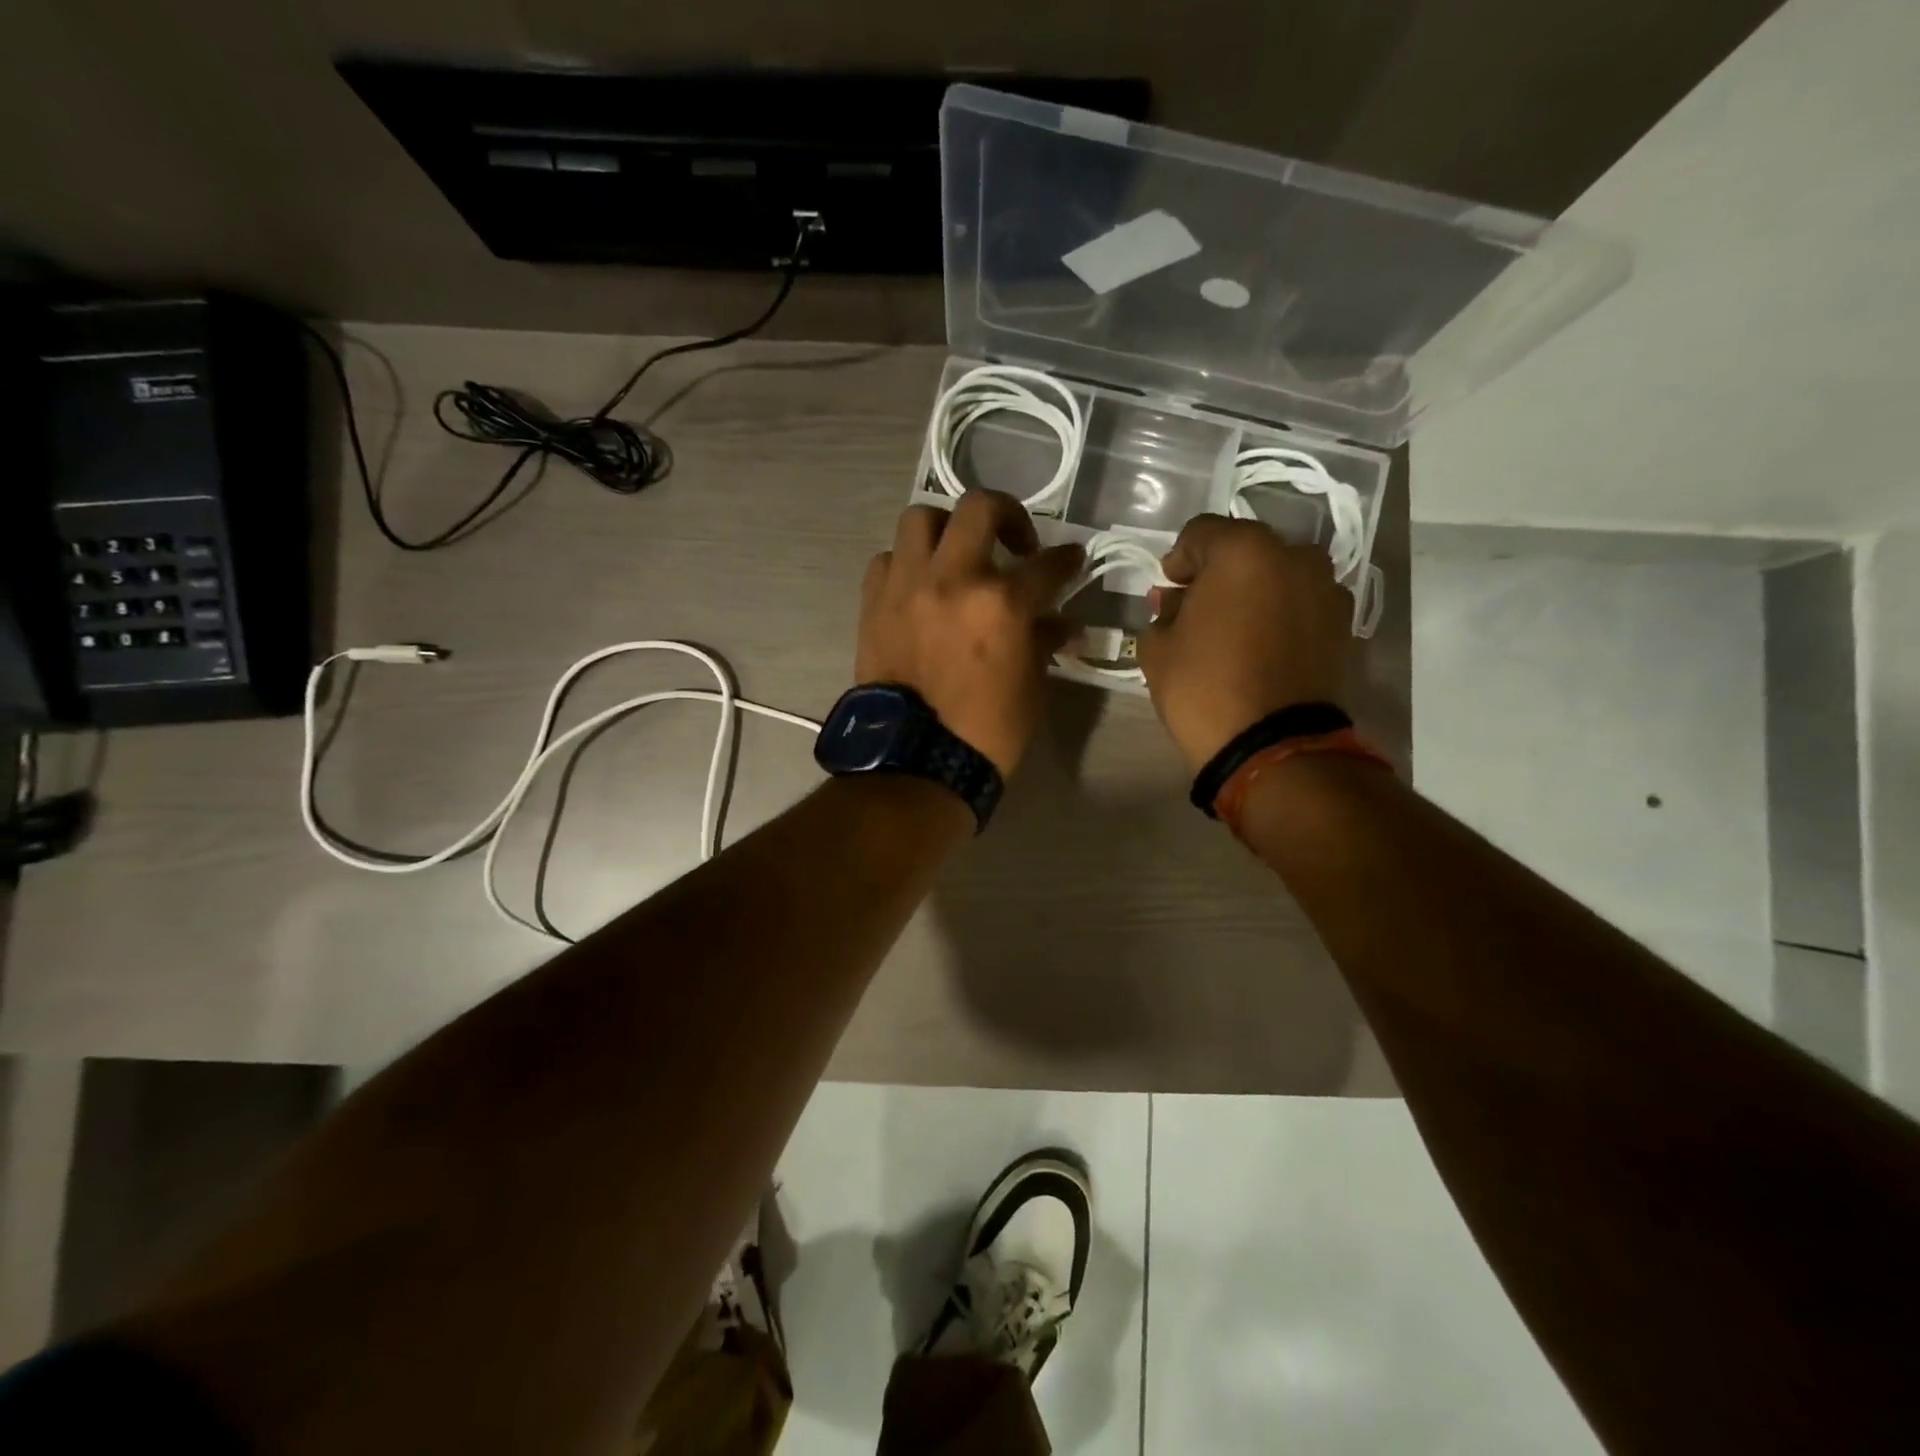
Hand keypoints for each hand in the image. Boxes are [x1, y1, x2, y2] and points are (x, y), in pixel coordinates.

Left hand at [858, 492, 1084, 775]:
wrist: (915, 762)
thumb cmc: (985, 732)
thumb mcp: (1030, 687)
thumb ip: (1044, 641)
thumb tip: (1061, 623)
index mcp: (1001, 603)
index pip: (1046, 565)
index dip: (1066, 560)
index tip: (1071, 559)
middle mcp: (953, 579)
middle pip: (980, 507)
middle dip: (1008, 514)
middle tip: (1016, 542)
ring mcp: (907, 586)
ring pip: (921, 519)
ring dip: (946, 529)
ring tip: (958, 555)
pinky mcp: (874, 603)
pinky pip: (888, 559)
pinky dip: (907, 564)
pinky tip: (920, 585)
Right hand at [1138, 514, 1353, 773]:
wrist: (1272, 745)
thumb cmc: (1204, 687)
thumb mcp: (1157, 648)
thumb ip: (1164, 612)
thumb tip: (1177, 603)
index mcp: (1244, 551)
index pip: (1200, 533)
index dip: (1178, 559)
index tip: (1168, 589)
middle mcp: (1294, 556)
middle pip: (1245, 551)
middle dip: (1219, 574)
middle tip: (1198, 608)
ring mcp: (1327, 590)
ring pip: (1279, 576)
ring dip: (1254, 592)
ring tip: (1235, 629)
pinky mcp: (1344, 625)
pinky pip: (1302, 606)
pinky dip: (1281, 615)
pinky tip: (1263, 647)